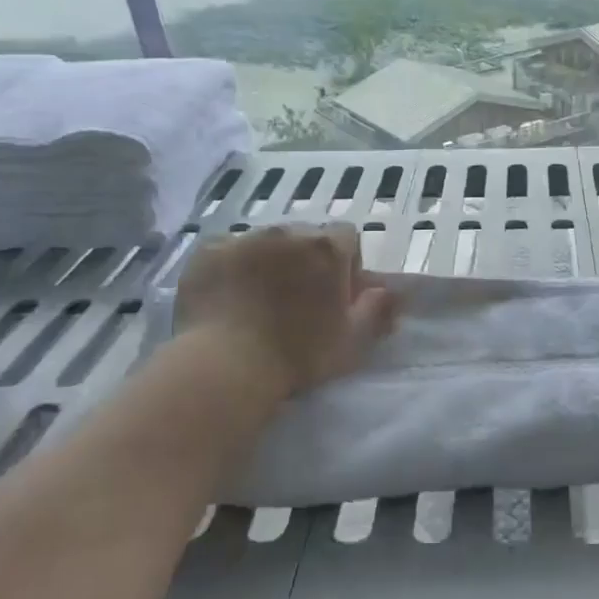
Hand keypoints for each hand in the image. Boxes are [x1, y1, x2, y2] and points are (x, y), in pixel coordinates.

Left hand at [175, 224, 398, 396]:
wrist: (226, 366)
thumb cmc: (298, 354)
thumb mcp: (352, 340)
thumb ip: (377, 309)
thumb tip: (391, 291)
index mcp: (326, 249)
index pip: (347, 237)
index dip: (346, 264)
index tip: (336, 294)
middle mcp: (286, 233)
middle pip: (305, 238)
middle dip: (305, 261)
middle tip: (297, 300)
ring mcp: (244, 239)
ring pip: (265, 243)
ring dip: (268, 262)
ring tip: (258, 301)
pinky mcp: (207, 252)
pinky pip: (227, 252)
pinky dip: (232, 268)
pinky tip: (227, 298)